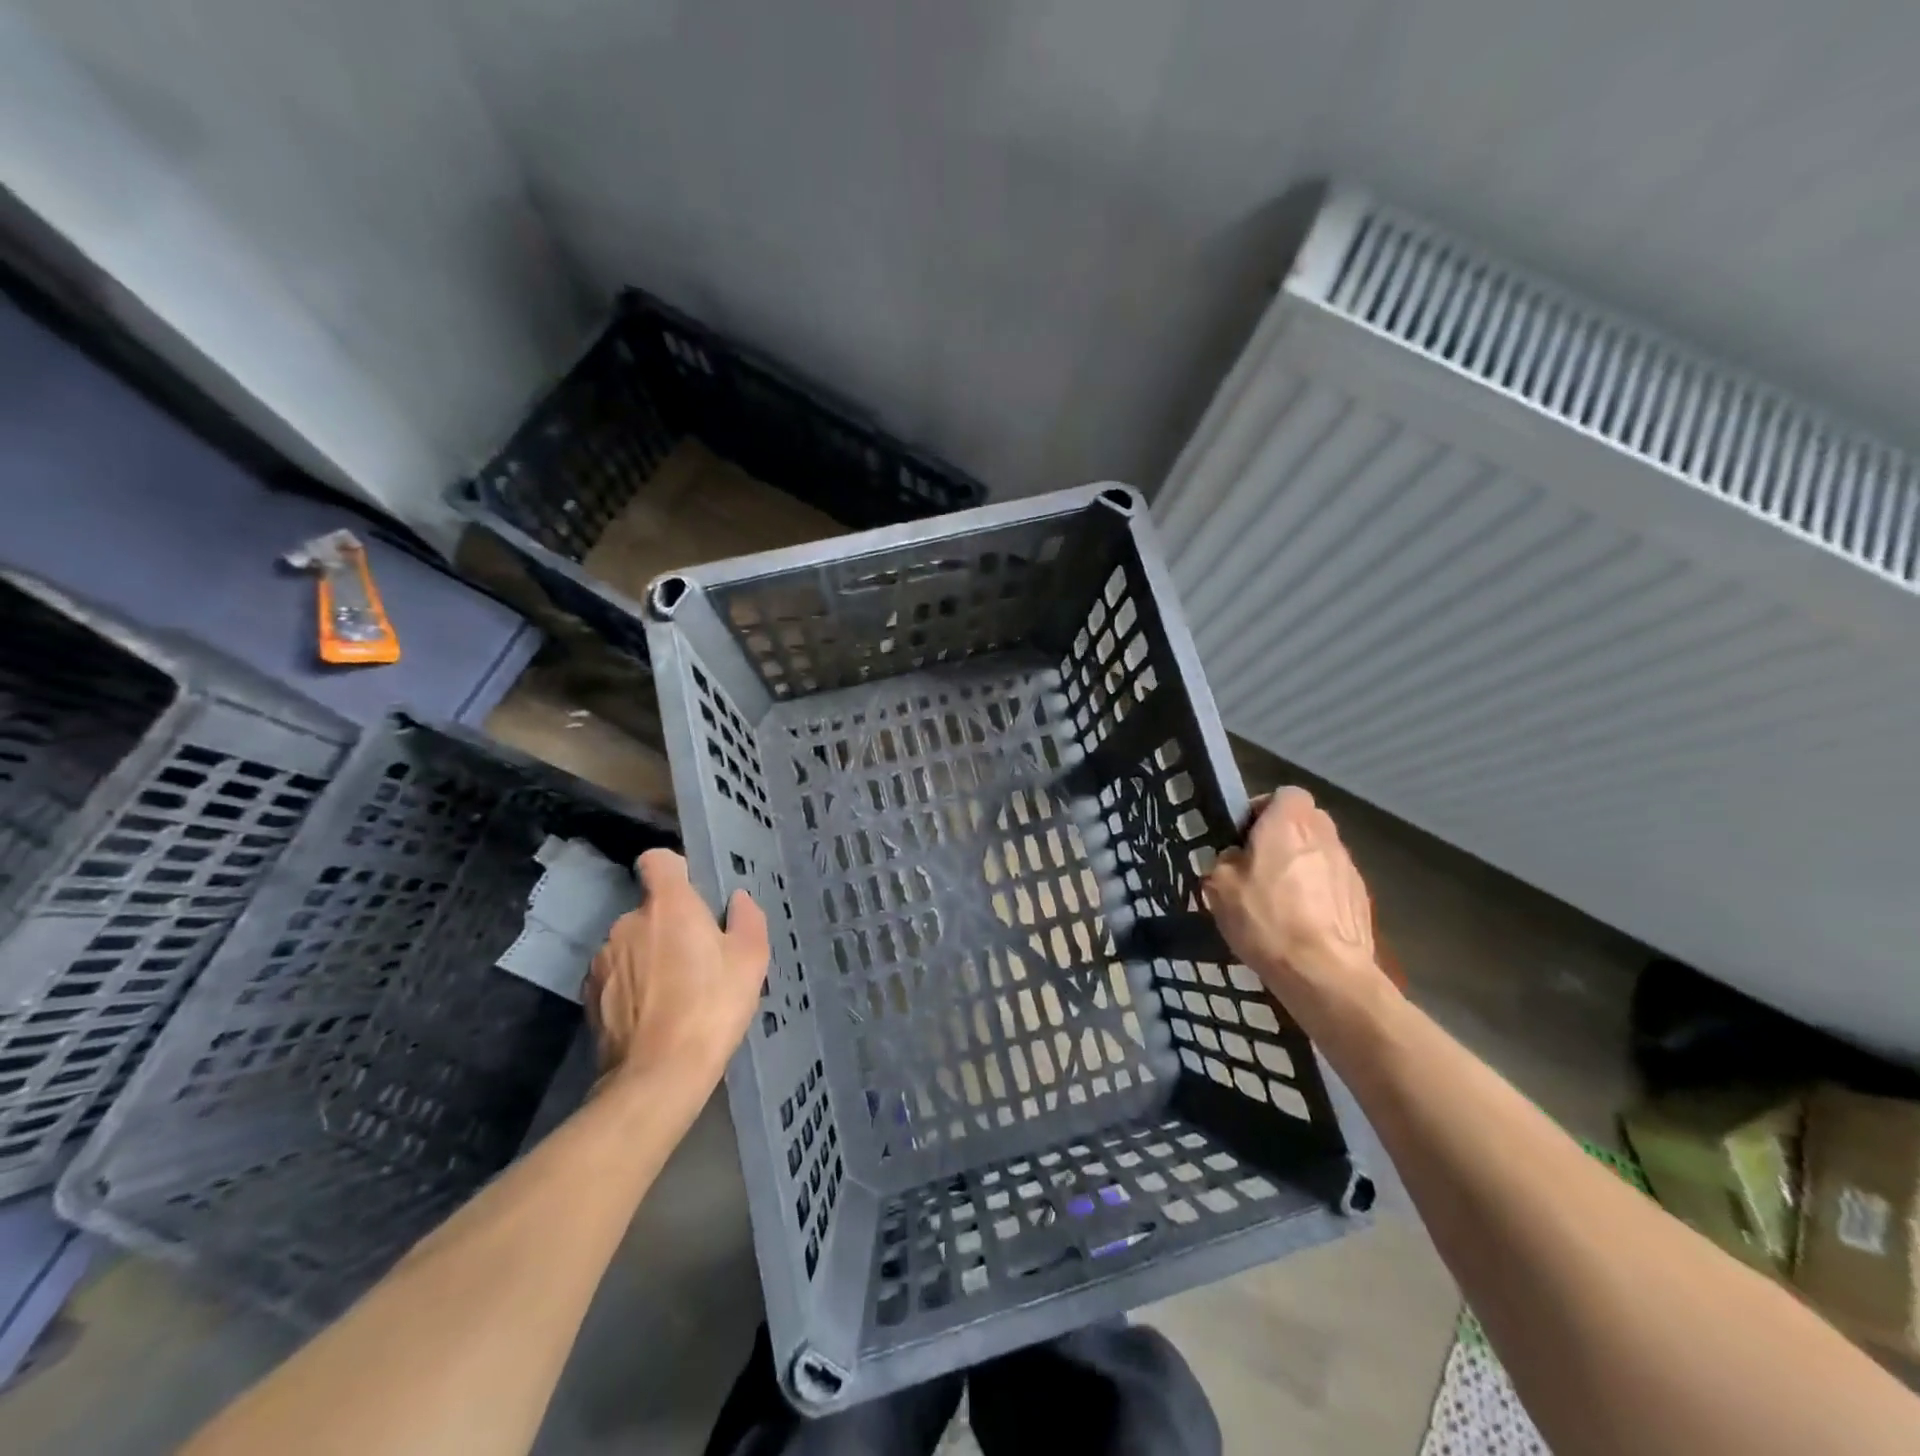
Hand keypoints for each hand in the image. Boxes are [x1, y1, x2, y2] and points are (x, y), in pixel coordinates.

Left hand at [586, 849, 768, 1090]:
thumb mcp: (751, 960)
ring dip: (649, 955)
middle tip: (697, 958)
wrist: (658, 1075)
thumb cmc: (712, 1007)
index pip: (657, 860)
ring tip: (674, 992)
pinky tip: (652, 1013)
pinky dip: (631, 984)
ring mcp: (603, 959)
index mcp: (668, 905)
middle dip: (669, 925)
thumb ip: (746, 918)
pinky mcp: (589, 994)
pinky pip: (616, 974)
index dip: (675, 870)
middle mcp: (627, 922)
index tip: (693, 894)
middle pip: (650, 909)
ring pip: (632, 943)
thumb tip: (736, 899)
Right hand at [1202, 787, 1385, 1017]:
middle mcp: (1324, 834)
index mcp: (1289, 822)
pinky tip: (1301, 922)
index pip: (1283, 794)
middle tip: (1258, 865)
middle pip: (1304, 822)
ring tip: (1279, 899)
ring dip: (1301, 866)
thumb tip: (1235, 859)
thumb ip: (1225, 860)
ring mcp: (1348, 866)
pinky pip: (1332, 883)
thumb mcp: (1219, 886)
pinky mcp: (1362, 898)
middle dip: (1283, 837)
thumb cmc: (1266, 919)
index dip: (1262, 810)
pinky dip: (1318, 893)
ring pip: (1319, 853)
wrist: (1325, 973)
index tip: (1244, 836)